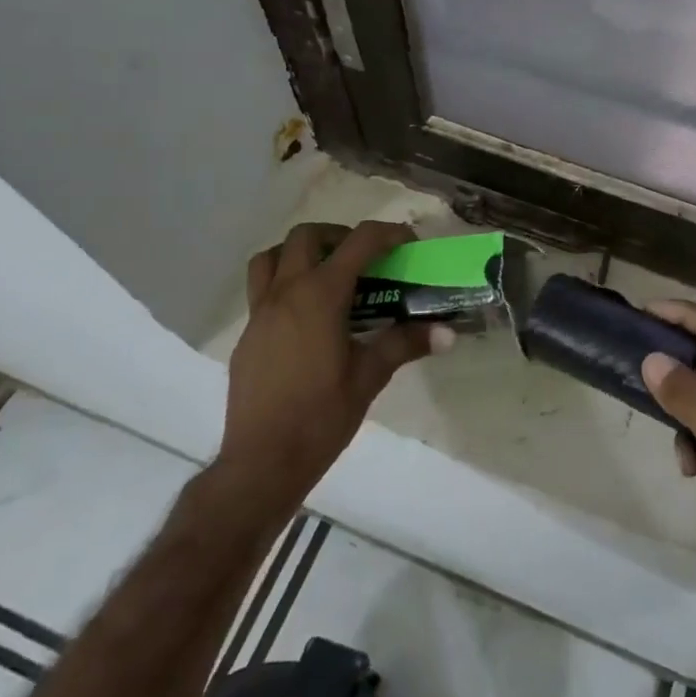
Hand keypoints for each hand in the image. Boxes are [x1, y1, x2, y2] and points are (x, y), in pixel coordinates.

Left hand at [218, 221, 447, 498]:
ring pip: (272, 257)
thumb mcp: (370, 377)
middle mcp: (286, 293)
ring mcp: (260, 313)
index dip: (388, 234)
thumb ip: (406, 344)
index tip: (408, 243)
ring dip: (301, 253)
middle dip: (339, 236)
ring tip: (327, 275)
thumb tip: (448, 333)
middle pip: (307, 236)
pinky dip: (285, 284)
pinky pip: (261, 290)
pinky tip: (306, 319)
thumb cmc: (321, 416)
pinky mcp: (247, 335)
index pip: (359, 242)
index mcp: (321, 296)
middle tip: (364, 259)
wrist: (262, 462)